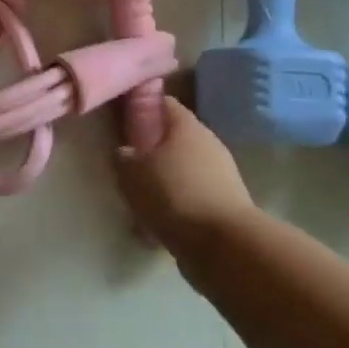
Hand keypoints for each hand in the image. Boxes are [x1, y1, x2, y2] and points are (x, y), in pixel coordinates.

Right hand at [114, 96, 254, 256]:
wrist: (224, 244)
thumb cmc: (173, 195)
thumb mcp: (132, 172)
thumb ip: (124, 157)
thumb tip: (125, 152)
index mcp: (186, 125)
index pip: (163, 102)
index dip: (141, 107)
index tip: (122, 120)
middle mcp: (208, 142)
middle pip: (174, 138)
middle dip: (151, 150)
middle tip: (128, 166)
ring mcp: (221, 173)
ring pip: (183, 169)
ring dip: (163, 181)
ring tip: (140, 202)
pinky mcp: (226, 203)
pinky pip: (192, 197)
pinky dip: (176, 206)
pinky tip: (158, 225)